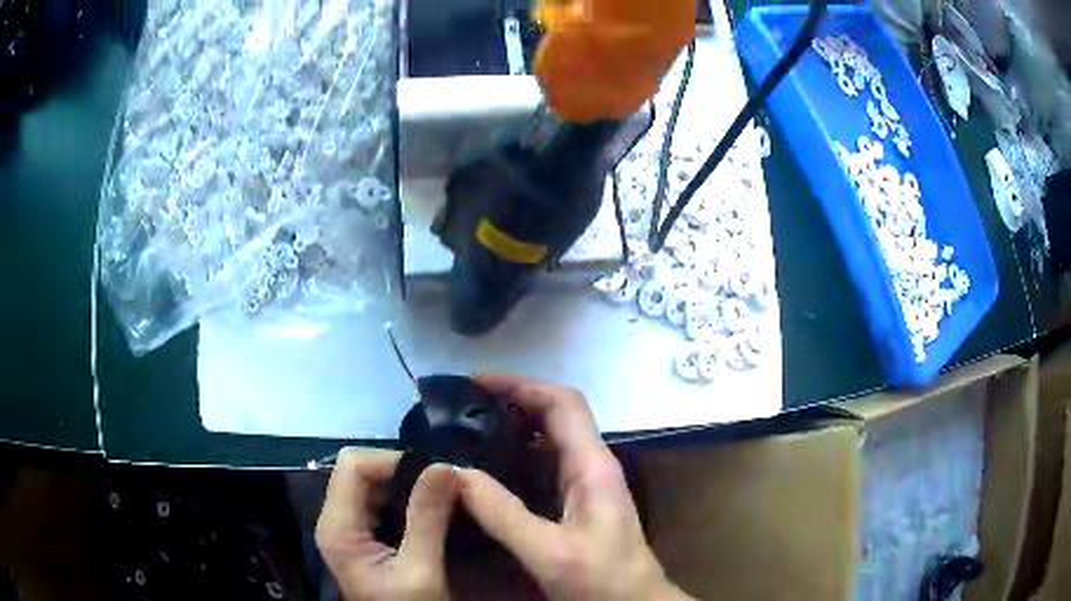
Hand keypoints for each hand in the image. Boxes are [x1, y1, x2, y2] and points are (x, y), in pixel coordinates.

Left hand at [316, 449, 457, 600]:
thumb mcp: (422, 571)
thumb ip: (428, 519)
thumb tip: (443, 466)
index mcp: (338, 527)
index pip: (353, 465)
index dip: (393, 462)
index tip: (435, 477)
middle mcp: (334, 521)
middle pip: (358, 471)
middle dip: (403, 474)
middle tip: (444, 489)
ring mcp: (345, 530)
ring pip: (369, 485)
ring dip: (406, 487)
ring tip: (441, 498)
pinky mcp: (359, 538)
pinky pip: (377, 503)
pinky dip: (404, 502)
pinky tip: (429, 514)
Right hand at [457, 375, 693, 600]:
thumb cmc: (602, 581)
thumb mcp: (549, 551)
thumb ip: (504, 514)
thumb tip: (456, 471)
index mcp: (593, 466)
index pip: (562, 403)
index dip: (521, 386)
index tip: (476, 383)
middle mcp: (594, 466)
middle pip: (557, 414)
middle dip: (513, 400)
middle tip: (465, 405)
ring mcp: (589, 484)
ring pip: (552, 438)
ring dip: (515, 425)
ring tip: (471, 428)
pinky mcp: (581, 502)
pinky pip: (547, 464)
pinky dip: (519, 453)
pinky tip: (492, 467)